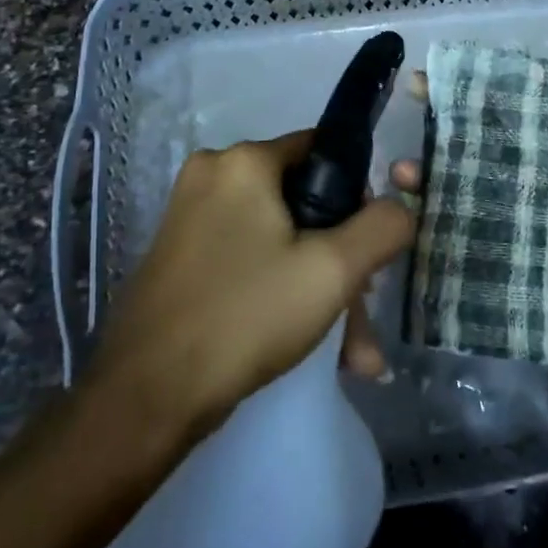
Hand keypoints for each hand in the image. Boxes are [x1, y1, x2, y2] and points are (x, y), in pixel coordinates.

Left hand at [89, 131, 414, 442]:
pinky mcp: (180, 255)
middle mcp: (212, 174)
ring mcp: (190, 216)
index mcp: (243, 160)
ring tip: (352, 353)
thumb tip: (401, 207)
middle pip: (301, 202)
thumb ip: (381, 228)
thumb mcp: (332, 270)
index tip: (368, 246)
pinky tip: (312, 345)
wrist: (146, 396)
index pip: (321, 151)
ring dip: (317, 288)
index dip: (356, 195)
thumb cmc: (245, 314)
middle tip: (362, 314)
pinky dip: (280, 292)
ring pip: (278, 239)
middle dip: (339, 260)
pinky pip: (248, 259)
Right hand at [391, 44, 547, 390]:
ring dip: (440, 171)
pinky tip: (412, 211)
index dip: (495, 85)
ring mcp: (531, 218)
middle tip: (412, 103)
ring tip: (402, 169)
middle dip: (456, 121)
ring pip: (478, 183)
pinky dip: (445, 218)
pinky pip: (477, 230)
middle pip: (496, 140)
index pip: (530, 105)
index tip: (451, 69)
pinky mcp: (518, 256)